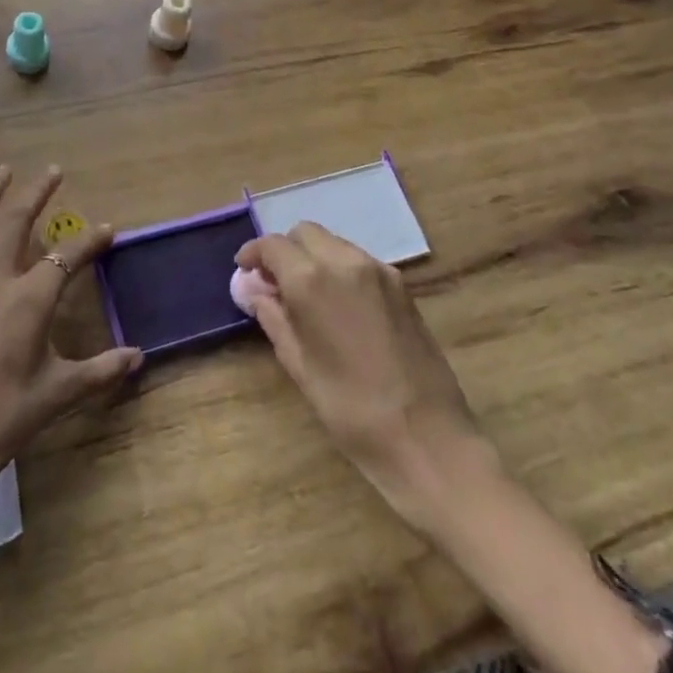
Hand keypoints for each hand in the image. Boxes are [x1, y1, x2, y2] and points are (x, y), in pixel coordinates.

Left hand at [0, 166, 140, 560]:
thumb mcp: (56, 397)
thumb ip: (100, 372)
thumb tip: (139, 356)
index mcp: (27, 302)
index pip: (66, 257)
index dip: (90, 240)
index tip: (108, 227)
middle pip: (15, 224)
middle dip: (36, 193)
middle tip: (53, 170)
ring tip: (1, 172)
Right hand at [235, 222, 492, 521]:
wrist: (428, 439)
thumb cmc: (350, 409)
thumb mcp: (299, 365)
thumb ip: (274, 318)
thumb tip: (255, 292)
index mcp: (312, 280)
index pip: (274, 245)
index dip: (254, 254)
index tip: (244, 270)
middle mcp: (345, 262)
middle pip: (306, 233)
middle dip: (285, 250)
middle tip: (274, 282)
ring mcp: (379, 271)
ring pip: (334, 243)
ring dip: (313, 256)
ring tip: (305, 294)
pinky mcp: (402, 286)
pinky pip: (359, 261)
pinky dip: (339, 268)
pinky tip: (337, 304)